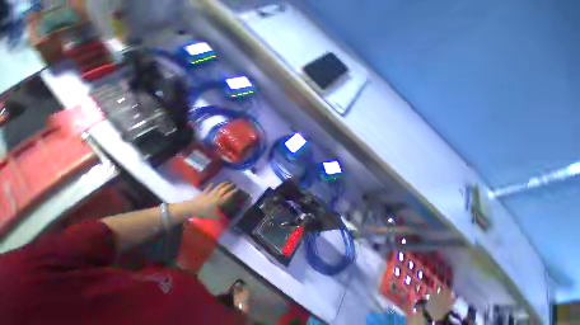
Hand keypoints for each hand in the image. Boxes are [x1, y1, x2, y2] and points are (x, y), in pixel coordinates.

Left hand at [171, 182, 236, 219]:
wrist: (192, 208)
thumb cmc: (204, 212)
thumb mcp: (213, 217)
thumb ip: (220, 219)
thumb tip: (228, 223)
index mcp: (220, 201)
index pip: (228, 195)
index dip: (234, 191)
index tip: (238, 188)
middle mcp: (216, 196)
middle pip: (224, 189)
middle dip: (229, 186)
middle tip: (233, 183)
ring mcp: (209, 193)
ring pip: (217, 187)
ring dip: (222, 184)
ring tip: (226, 181)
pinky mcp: (203, 193)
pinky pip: (208, 188)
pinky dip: (210, 186)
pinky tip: (212, 183)